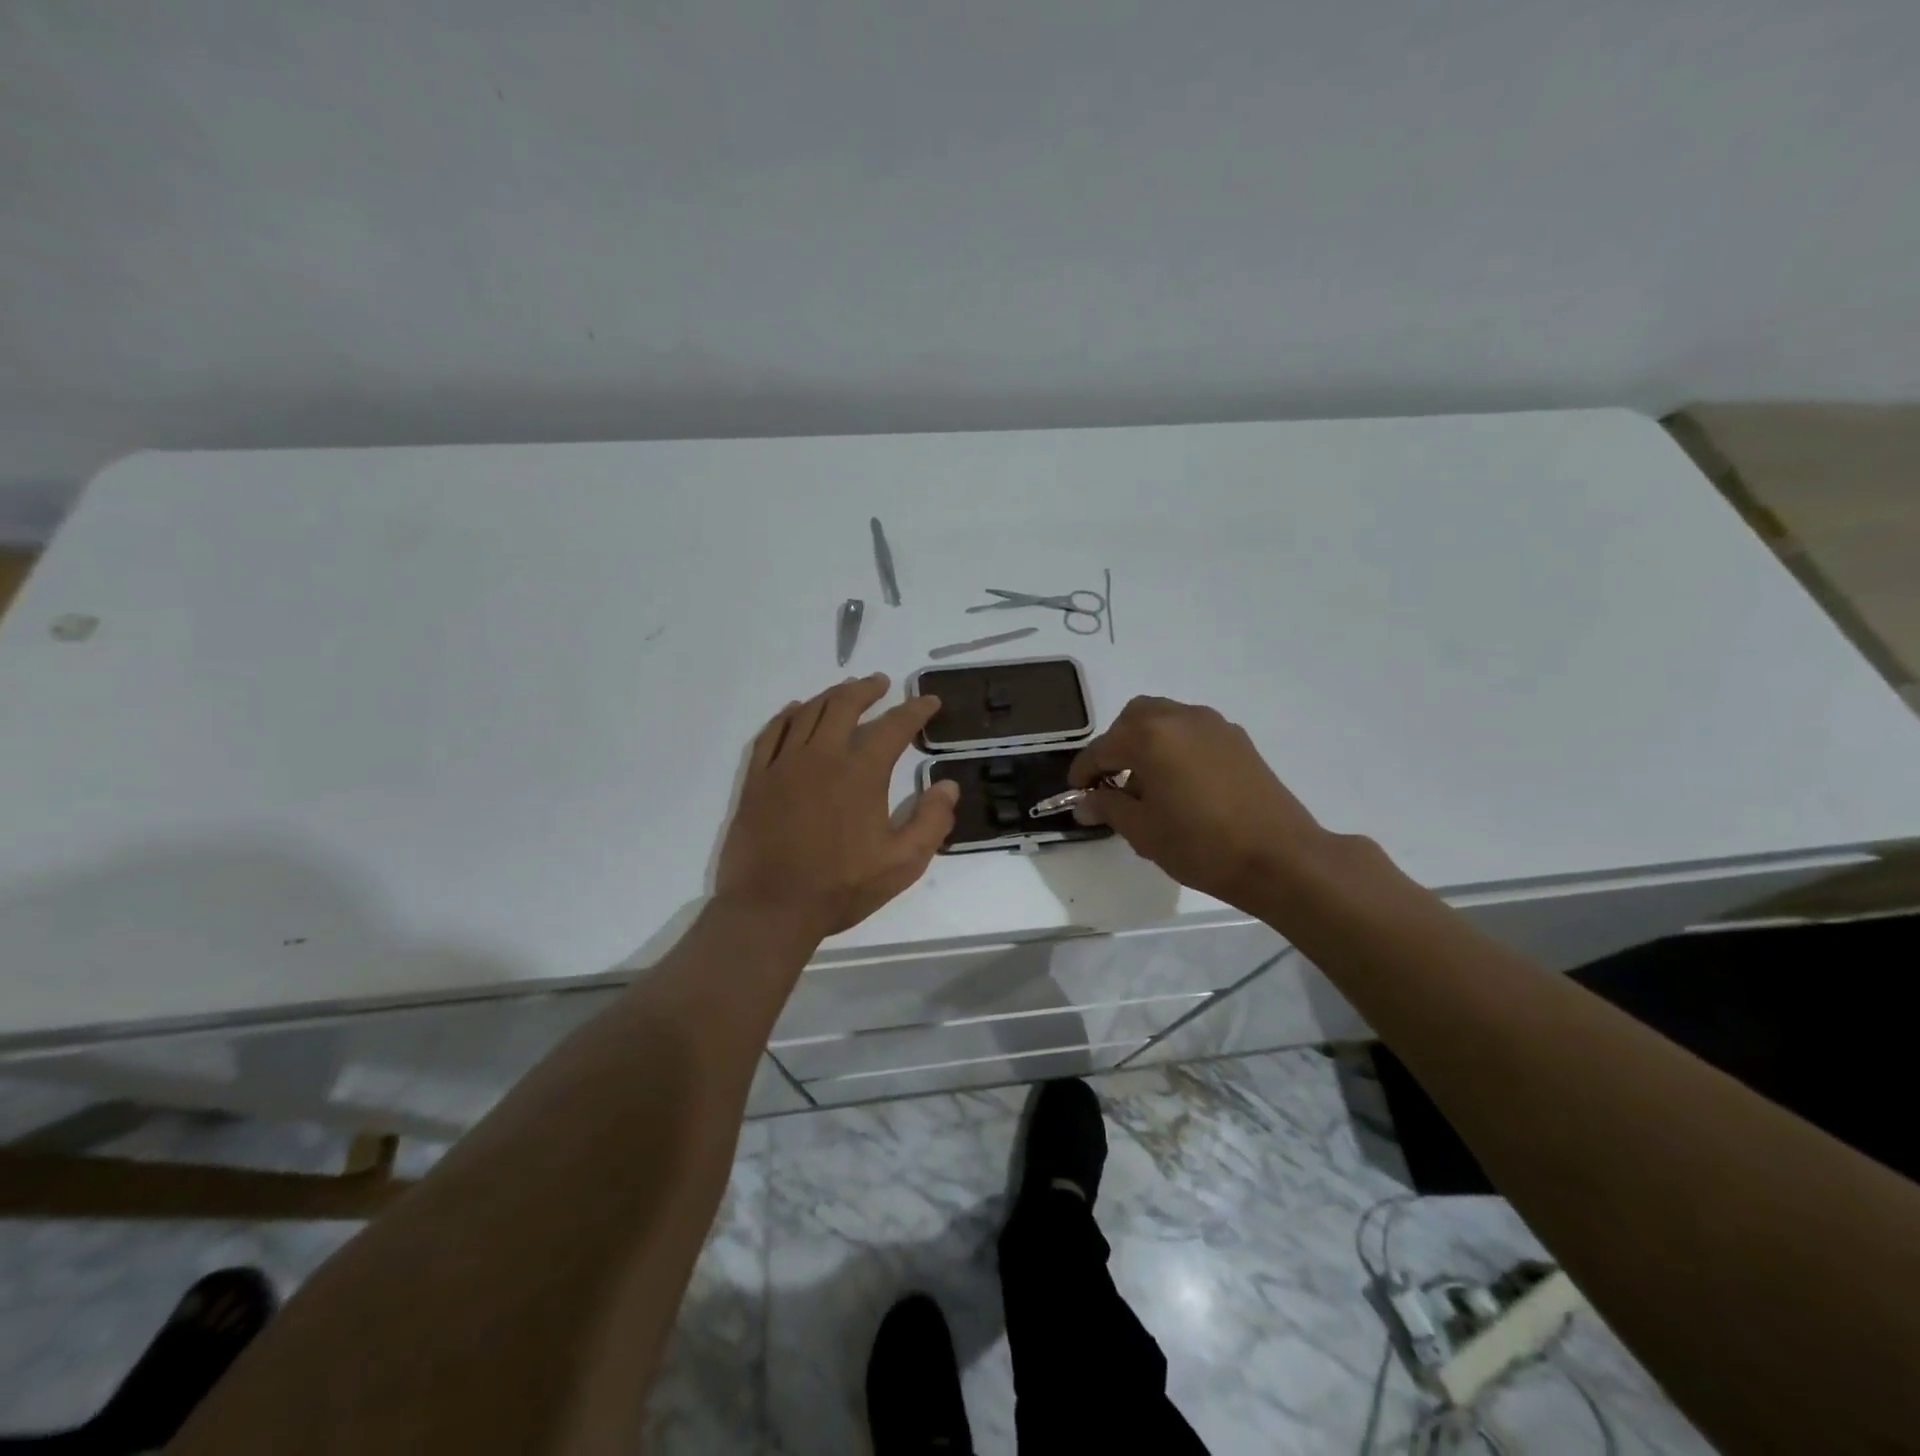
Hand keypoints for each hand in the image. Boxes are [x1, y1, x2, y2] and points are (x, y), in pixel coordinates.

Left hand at [716, 675, 959, 940]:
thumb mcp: (902, 863)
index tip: (929, 702)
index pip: (894, 726)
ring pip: (808, 712)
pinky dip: (787, 715)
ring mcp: (784, 764)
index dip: (915, 709)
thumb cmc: (841, 887)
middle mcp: (822, 756)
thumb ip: (931, 822)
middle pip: (845, 705)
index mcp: (861, 772)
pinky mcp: (757, 779)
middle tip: (881, 683)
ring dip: (831, 696)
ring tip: (845, 691)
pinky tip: (795, 711)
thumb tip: (947, 786)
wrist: (771, 908)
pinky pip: (771, 733)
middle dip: (867, 689)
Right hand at [1069, 696, 1330, 913]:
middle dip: (1116, 745)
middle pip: (1134, 718)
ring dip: (1146, 743)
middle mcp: (1180, 718)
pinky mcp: (1238, 740)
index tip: (1077, 793)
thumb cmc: (1201, 845)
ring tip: (1147, 785)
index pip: (1102, 748)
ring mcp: (1213, 725)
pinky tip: (1180, 784)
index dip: (1084, 772)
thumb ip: (1108, 807)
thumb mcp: (1143, 831)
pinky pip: (1192, 732)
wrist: (1280, 857)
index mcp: (1150, 736)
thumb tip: (1085, 802)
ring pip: (1165, 719)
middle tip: (1112, 782)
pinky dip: (1175, 747)